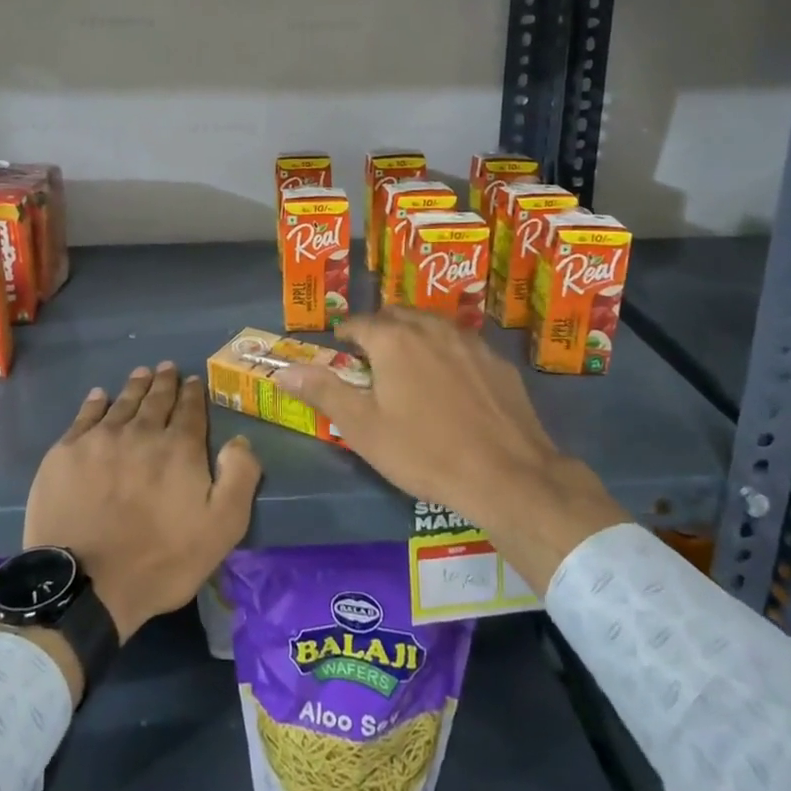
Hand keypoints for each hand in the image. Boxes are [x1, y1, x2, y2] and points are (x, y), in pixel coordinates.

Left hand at [23, 362, 260, 645]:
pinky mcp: (66, 452)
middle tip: (167, 368)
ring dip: (135, 386)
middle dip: (165, 382)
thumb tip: (239, 440)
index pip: (190, 410)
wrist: (85, 585)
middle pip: (156, 399)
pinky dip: (96, 402)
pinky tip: (100, 396)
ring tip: (142, 373)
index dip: (193, 393)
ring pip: (123, 402)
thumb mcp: (222, 528)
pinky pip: (86, 416)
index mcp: (179, 448)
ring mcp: (100, 439)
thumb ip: (239, 477)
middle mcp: (142, 432)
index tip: (193, 380)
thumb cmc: (160, 561)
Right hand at [275, 310, 629, 590]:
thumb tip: (283, 370)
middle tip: (372, 357)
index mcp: (393, 339)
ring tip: (409, 364)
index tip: (341, 348)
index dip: (346, 334)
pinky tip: (452, 382)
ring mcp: (469, 341)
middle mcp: (431, 328)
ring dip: (415, 335)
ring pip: (433, 324)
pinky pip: (463, 344)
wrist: (507, 475)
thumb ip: (323, 392)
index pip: (359, 322)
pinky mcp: (497, 361)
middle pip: (397, 315)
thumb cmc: (424, 451)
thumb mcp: (363, 428)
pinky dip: (447, 352)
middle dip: (380, 329)